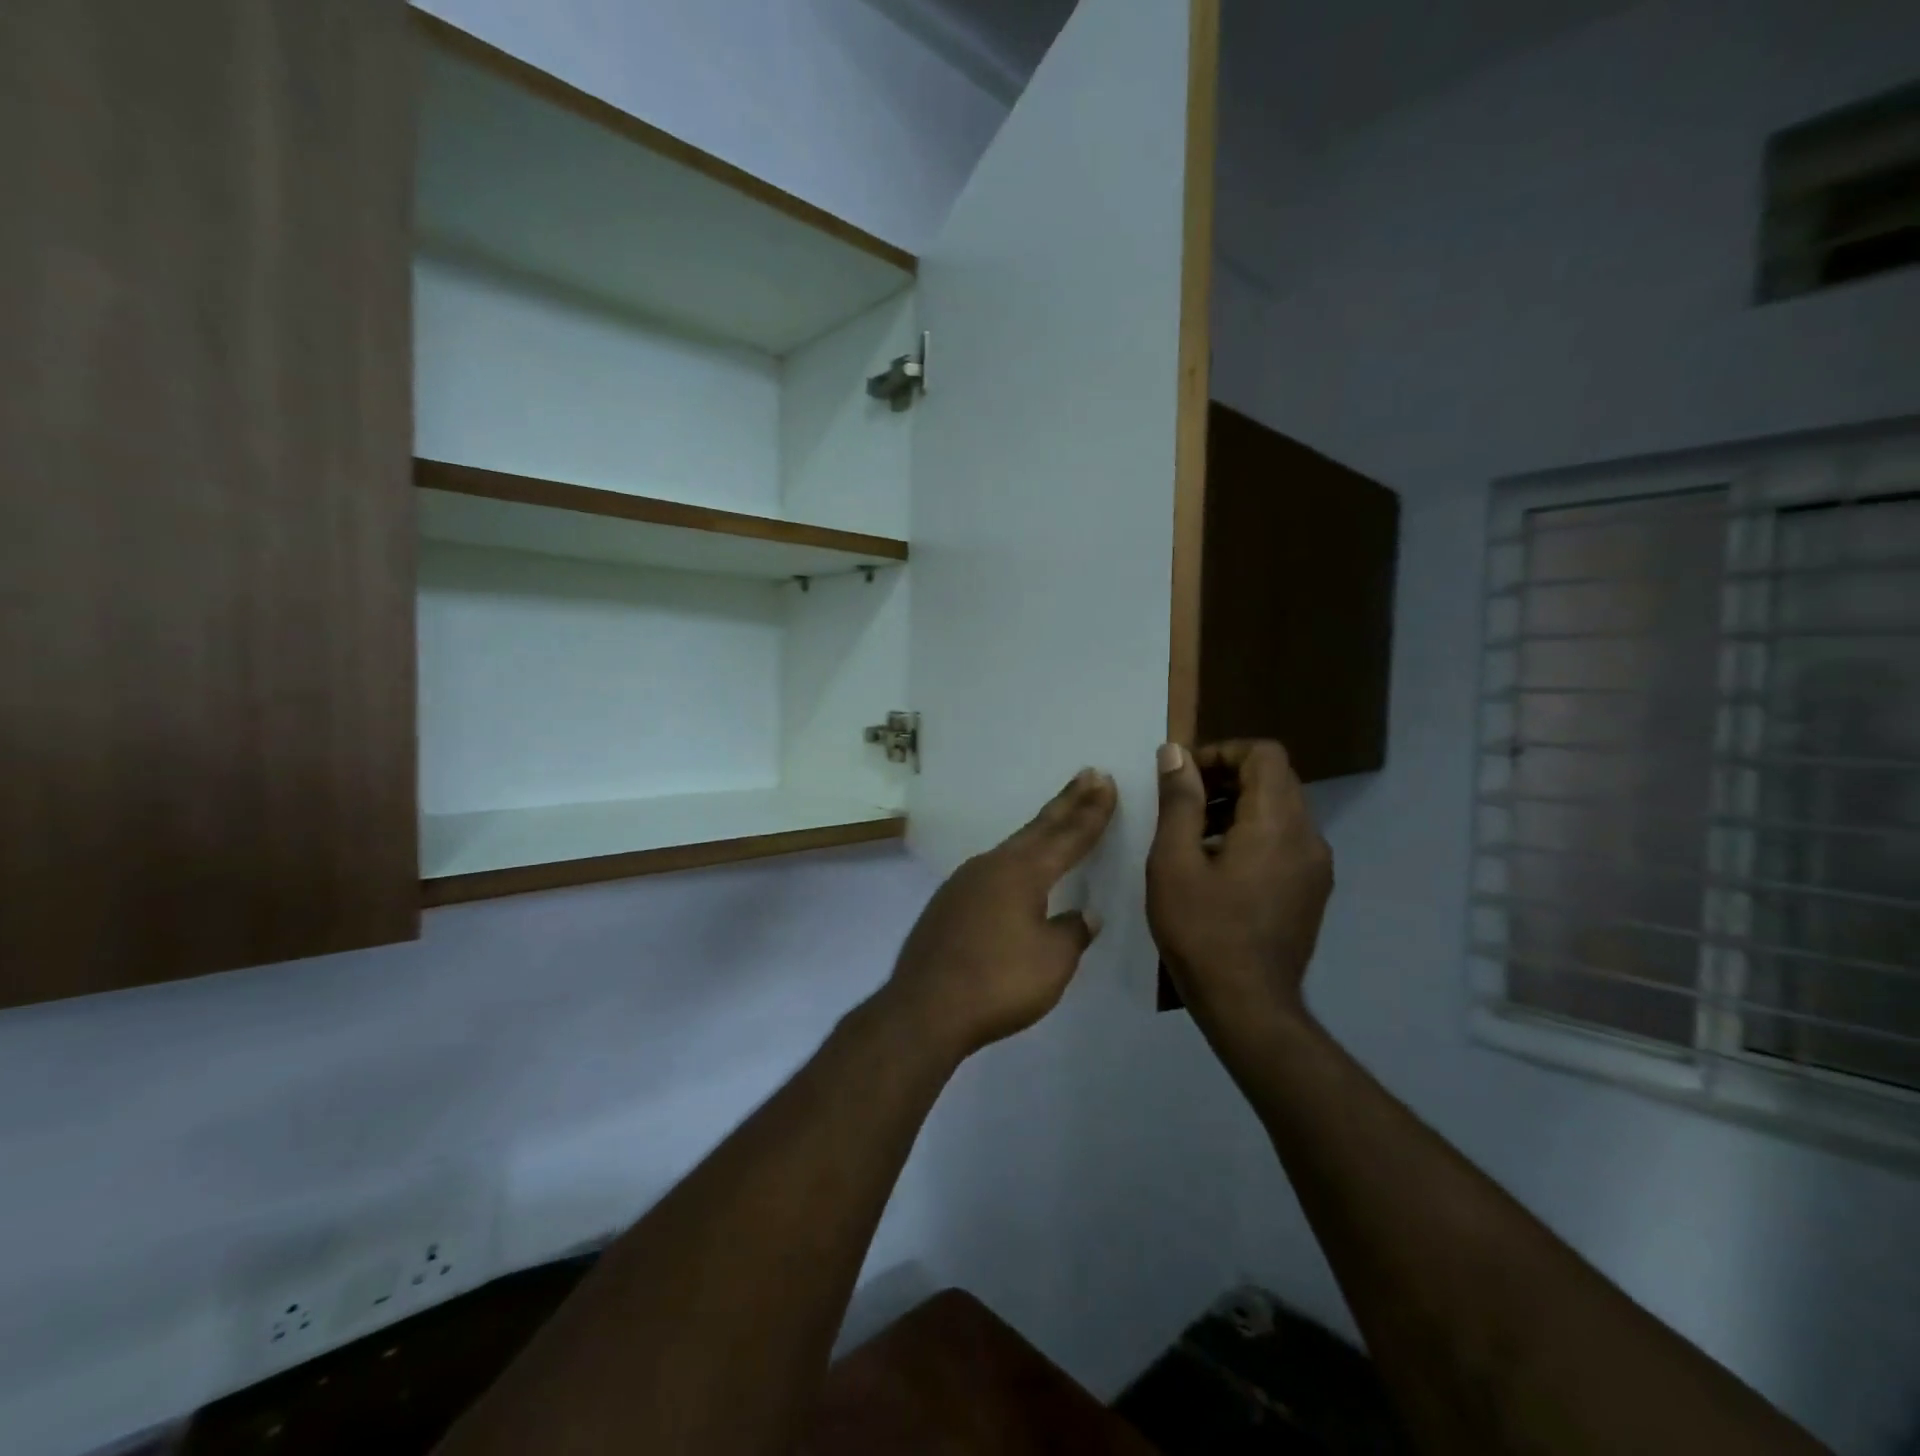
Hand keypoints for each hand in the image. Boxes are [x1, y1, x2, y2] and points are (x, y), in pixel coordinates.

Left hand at [880, 769, 1117, 1059]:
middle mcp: (993, 866)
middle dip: (1067, 803)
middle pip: (1038, 829)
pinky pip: (992, 870)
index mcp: (1023, 873)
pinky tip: (1016, 871)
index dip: (1092, 811)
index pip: (1068, 836)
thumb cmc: (998, 983)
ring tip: (1058, 816)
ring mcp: (965, 882)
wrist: (925, 1008)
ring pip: (1012, 847)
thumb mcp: (1052, 961)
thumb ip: (1072, 932)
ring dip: (1039, 830)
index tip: (1106, 782)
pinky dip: (1015, 860)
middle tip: (1088, 775)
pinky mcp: (948, 903)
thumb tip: (1084, 914)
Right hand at [1147, 741, 1332, 1029]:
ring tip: (1194, 833)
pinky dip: (1253, 832)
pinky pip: (1285, 839)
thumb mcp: (1174, 861)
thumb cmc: (1202, 930)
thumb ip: (1179, 800)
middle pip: (1275, 778)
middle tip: (1183, 801)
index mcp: (1277, 823)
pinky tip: (1217, 864)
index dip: (1222, 751)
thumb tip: (1176, 753)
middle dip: (1227, 777)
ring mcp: (1316, 865)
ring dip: (1239, 805)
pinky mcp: (1312, 889)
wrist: (1248, 1006)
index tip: (1185, 776)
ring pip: (1281, 809)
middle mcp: (1308, 836)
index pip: (1264, 754)